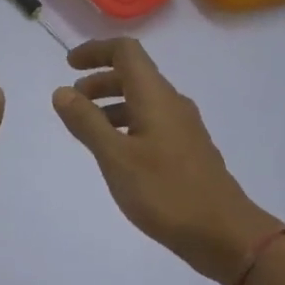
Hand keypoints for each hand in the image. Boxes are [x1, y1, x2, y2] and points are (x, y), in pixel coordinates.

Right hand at [53, 38, 282, 283]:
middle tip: (72, 101)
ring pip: (143, 101)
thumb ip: (87, 122)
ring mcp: (183, 128)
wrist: (223, 233)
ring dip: (112, 104)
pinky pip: (152, 123)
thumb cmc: (165, 192)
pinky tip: (116, 152)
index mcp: (156, 97)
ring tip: (87, 128)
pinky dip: (127, 125)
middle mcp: (172, 104)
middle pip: (134, 75)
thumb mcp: (116, 158)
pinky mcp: (187, 151)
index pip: (126, 52)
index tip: (69, 65)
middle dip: (100, 80)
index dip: (96, 51)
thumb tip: (61, 91)